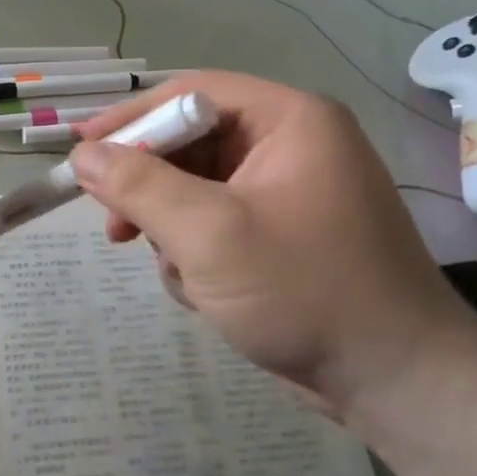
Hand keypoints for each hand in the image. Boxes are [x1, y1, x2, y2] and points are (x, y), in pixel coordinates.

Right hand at [70, 72, 476, 415]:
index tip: (80, 150)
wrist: (396, 381)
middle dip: (152, 189)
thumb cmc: (304, 290)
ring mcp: (292, 195)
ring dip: (175, 231)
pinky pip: (221, 227)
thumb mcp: (209, 233)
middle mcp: (294, 146)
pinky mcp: (287, 239)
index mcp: (290, 121)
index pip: (192, 93)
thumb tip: (82, 154)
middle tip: (115, 228)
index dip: (131, 119)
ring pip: (201, 192)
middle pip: (194, 145)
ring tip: (178, 274)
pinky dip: (201, 257)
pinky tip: (207, 295)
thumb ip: (139, 185)